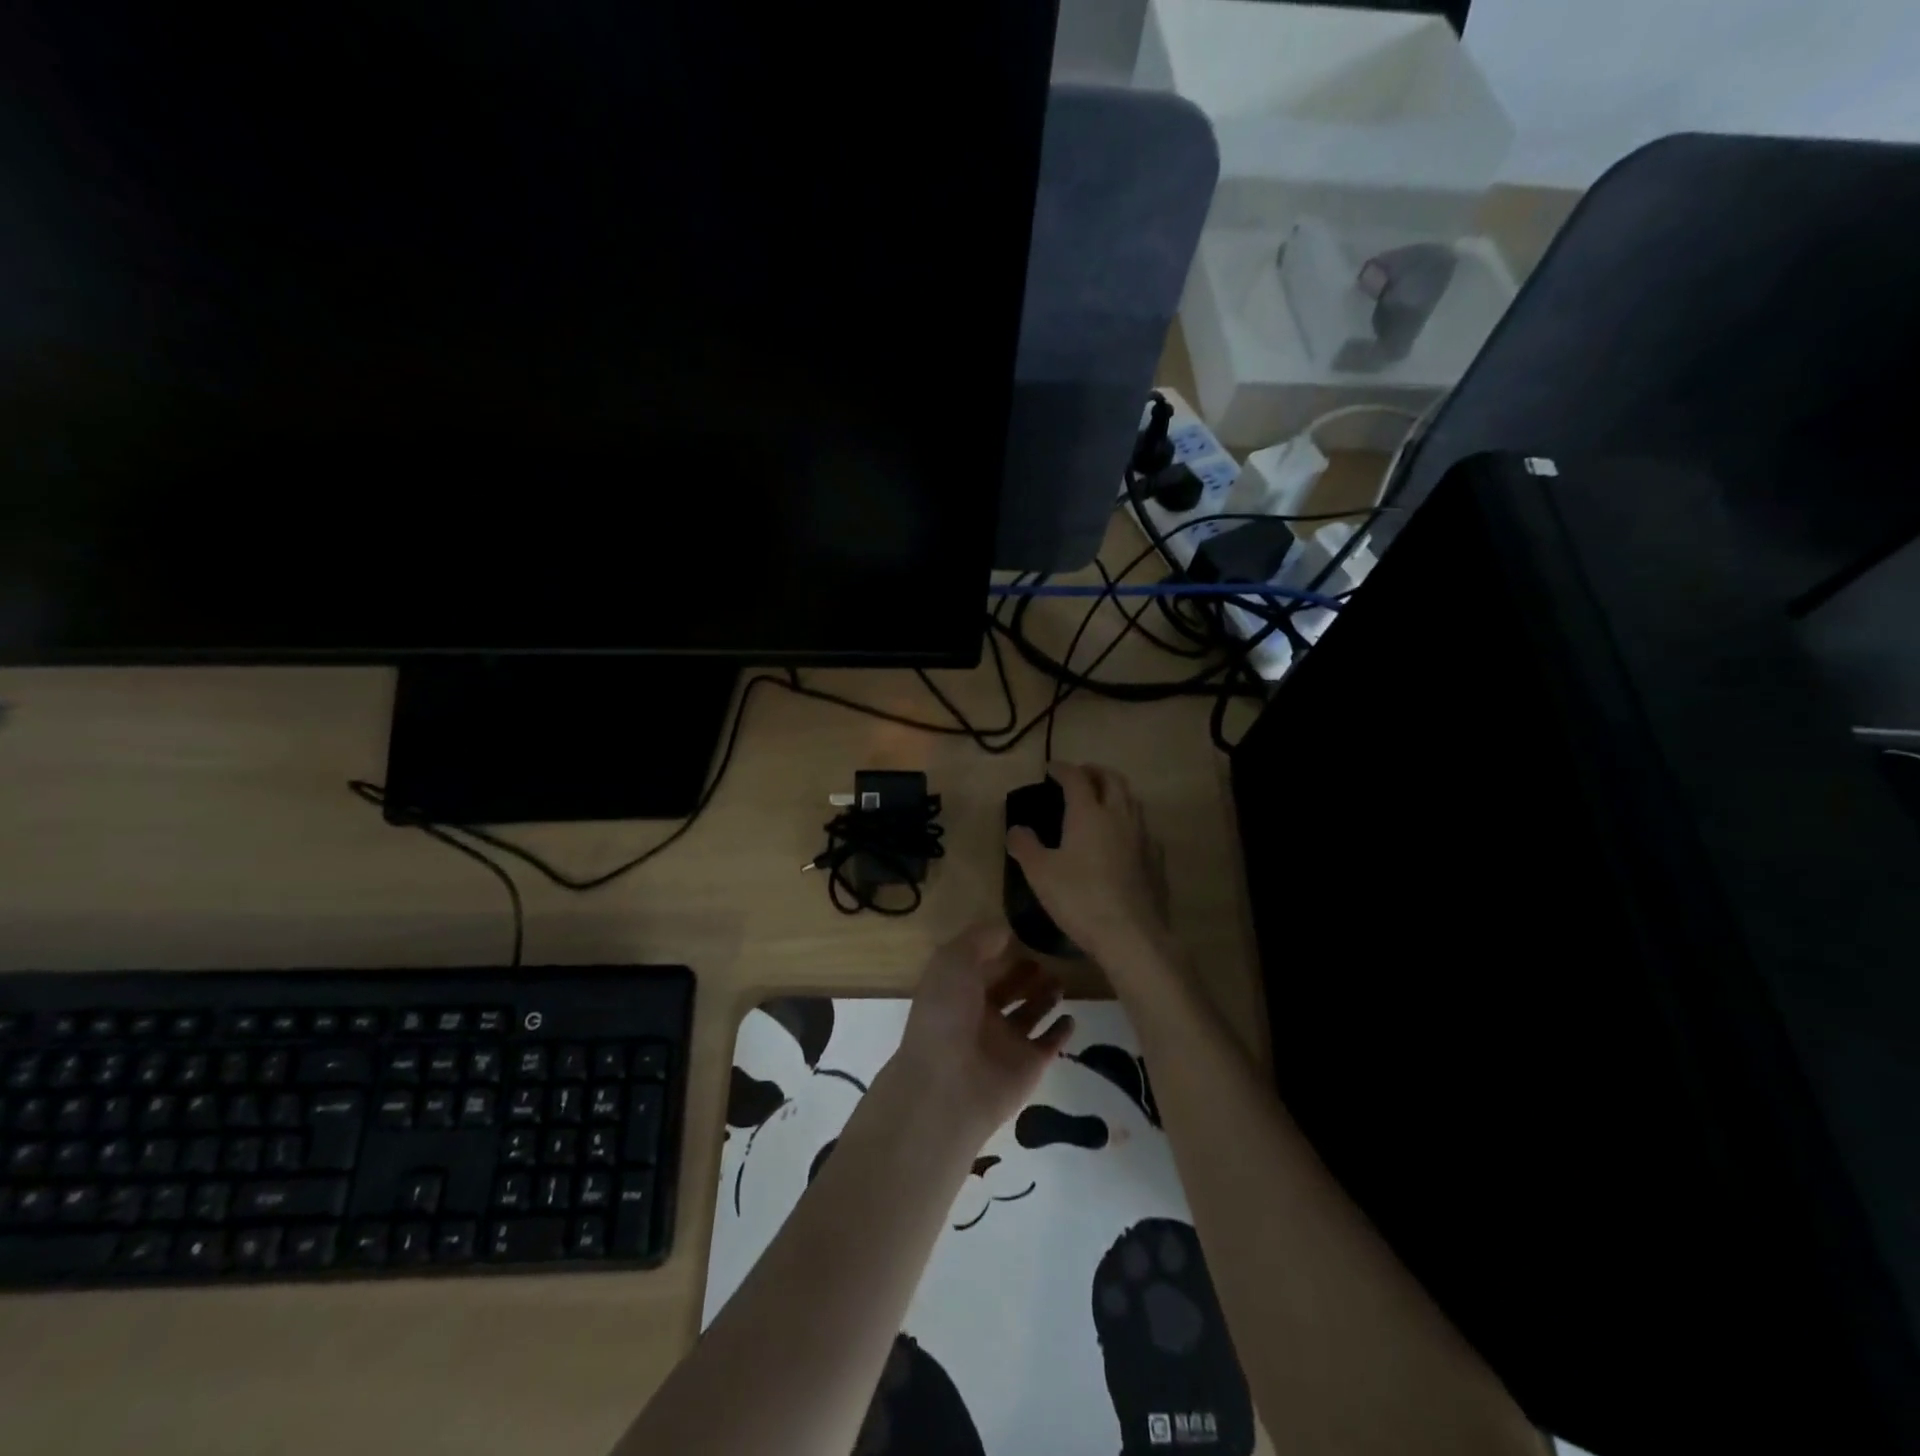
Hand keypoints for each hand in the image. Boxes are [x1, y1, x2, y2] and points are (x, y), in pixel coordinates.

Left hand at [889, 921, 1073, 1146]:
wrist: (949, 1087)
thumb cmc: (946, 1015)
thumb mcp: (954, 961)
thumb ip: (980, 939)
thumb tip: (1006, 929)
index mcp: (957, 990)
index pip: (980, 965)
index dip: (997, 948)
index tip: (1022, 931)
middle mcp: (980, 1015)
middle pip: (1007, 988)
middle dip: (1024, 972)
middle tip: (1048, 955)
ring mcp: (1006, 1042)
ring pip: (1030, 1013)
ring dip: (1045, 997)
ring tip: (1061, 979)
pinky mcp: (1029, 1065)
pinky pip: (1050, 1044)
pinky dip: (1061, 1031)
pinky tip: (1071, 1016)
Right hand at [1006, 762, 1172, 970]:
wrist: (1131, 935)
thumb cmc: (1079, 898)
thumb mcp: (1039, 873)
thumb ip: (1025, 846)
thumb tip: (1016, 828)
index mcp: (1089, 813)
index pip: (1076, 778)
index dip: (1063, 769)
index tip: (1051, 768)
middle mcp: (1119, 816)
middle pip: (1112, 779)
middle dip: (1095, 771)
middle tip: (1080, 775)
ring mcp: (1143, 837)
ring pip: (1132, 800)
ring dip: (1116, 792)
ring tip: (1102, 800)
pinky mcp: (1156, 860)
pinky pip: (1143, 828)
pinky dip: (1130, 821)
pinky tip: (1123, 837)